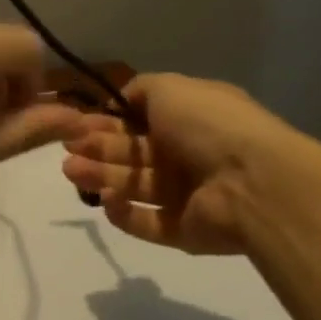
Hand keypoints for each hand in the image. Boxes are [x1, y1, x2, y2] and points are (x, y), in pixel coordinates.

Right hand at [59, 74, 307, 254]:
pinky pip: (147, 222)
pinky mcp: (183, 230)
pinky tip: (106, 200)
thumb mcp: (171, 88)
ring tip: (71, 171)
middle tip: (67, 147)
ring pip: (135, 185)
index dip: (108, 121)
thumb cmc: (209, 126)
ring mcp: (187, 195)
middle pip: (134, 153)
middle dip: (98, 148)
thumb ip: (140, 90)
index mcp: (189, 119)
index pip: (141, 121)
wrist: (253, 183)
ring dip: (101, 176)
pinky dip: (124, 213)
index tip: (77, 123)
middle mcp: (188, 155)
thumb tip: (119, 101)